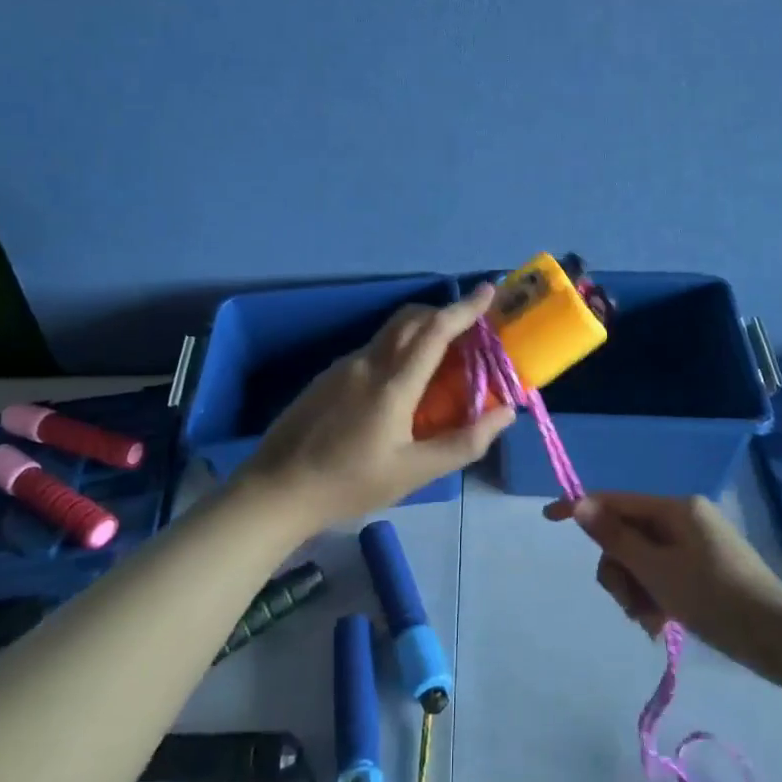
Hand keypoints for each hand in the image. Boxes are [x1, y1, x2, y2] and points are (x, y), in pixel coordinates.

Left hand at [233, 282, 516, 528]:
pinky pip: (372, 350)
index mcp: (393, 385)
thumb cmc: (350, 485)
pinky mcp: (327, 377)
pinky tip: (400, 385)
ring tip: (441, 361)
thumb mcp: (414, 473)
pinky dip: (397, 350)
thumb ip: (463, 442)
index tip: (488, 290)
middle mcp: (368, 364)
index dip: (465, 308)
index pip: (435, 331)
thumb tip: (505, 412)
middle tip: (471, 329)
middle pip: (411, 319)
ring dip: (420, 332)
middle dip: (444, 313)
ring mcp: (343, 367)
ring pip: (389, 333)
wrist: (276, 491)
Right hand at [546, 492, 781, 668]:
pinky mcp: (703, 569)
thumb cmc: (714, 597)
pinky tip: (661, 625)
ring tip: (651, 622)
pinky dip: (655, 597)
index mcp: (676, 508)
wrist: (778, 639)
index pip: (616, 501)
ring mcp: (695, 544)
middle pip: (627, 536)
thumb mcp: (657, 570)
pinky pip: (662, 575)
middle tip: (630, 605)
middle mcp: (684, 518)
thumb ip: (615, 538)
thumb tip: (580, 503)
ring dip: (636, 591)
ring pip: (642, 561)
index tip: (548, 518)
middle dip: (620, 572)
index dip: (581, 509)